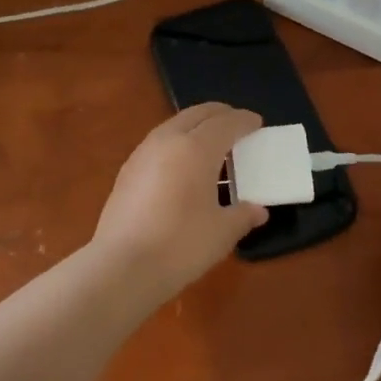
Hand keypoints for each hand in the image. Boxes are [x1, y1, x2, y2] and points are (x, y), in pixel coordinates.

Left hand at [92, 104, 267, 296]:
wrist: (122, 266)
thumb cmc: (181, 244)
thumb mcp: (222, 232)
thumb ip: (242, 215)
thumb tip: (257, 210)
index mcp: (196, 148)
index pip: (225, 123)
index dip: (244, 121)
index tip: (257, 123)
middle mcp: (167, 140)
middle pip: (196, 114)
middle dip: (219, 114)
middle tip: (236, 124)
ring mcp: (142, 153)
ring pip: (174, 126)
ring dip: (195, 127)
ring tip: (211, 145)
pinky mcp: (127, 171)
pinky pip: (159, 143)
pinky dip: (177, 143)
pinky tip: (182, 166)